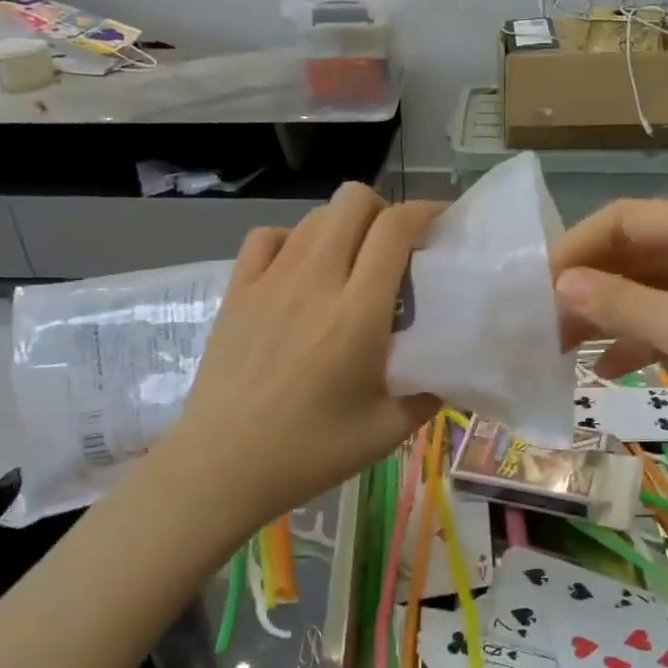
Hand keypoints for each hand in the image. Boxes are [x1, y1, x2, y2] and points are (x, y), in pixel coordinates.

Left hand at [157, 184, 441, 537]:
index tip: (441, 223)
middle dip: (383, 210)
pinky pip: (266, 237)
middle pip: (352, 201)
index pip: (394, 229)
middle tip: (394, 249)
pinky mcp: (237, 291)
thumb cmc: (308, 452)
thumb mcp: (386, 431)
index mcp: (358, 312)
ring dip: (342, 226)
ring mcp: (269, 281)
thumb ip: (427, 395)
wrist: (220, 467)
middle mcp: (315, 280)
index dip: (424, 211)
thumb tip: (446, 374)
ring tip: (351, 263)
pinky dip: (292, 240)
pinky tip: (299, 271)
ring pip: (313, 216)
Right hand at [550, 201, 667, 471]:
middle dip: (586, 287)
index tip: (534, 285)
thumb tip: (558, 284)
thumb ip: (621, 304)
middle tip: (540, 323)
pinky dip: (635, 345)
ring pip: (644, 295)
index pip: (623, 221)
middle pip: (631, 257)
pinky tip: (604, 370)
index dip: (575, 248)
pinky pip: (665, 328)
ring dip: (605, 318)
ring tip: (560, 349)